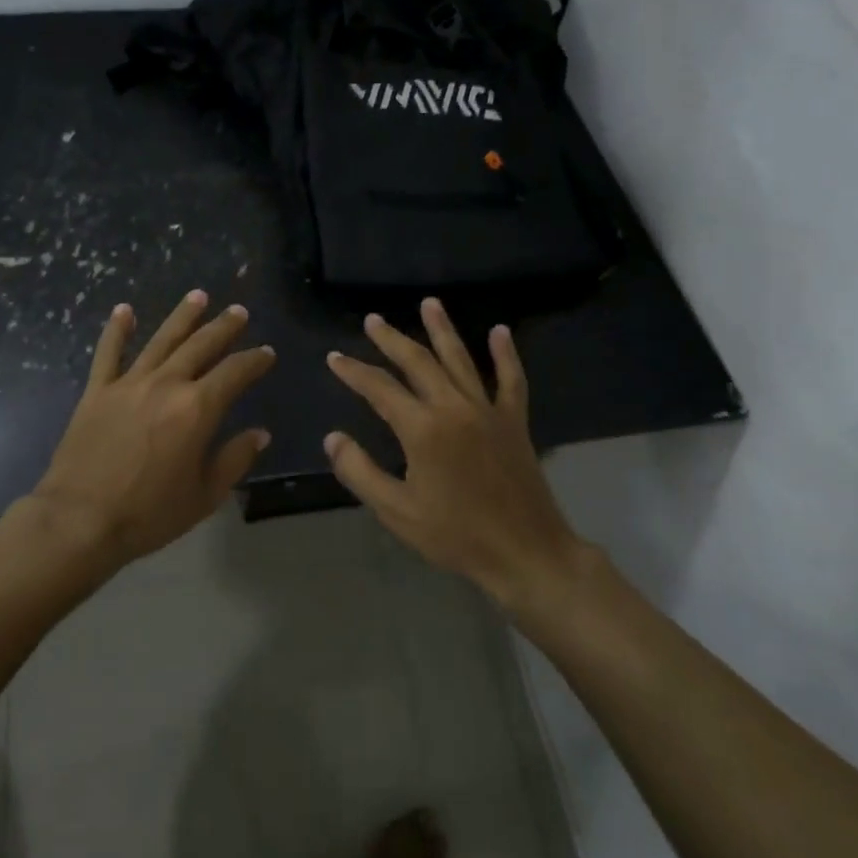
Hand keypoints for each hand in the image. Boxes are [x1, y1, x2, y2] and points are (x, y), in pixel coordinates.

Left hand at [33, 290, 275, 567]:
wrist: (81, 519)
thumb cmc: (149, 513)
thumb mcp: (205, 495)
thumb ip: (234, 459)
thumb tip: (259, 433)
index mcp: (197, 409)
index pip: (235, 373)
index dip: (254, 361)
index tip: (266, 353)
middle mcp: (166, 385)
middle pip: (200, 346)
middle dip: (223, 327)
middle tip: (239, 312)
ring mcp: (128, 384)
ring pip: (161, 340)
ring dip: (181, 316)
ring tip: (198, 296)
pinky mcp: (97, 391)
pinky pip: (108, 353)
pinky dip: (116, 330)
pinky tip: (124, 310)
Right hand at [324, 299, 587, 609]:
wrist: (525, 553)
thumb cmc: (455, 535)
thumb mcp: (396, 510)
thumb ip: (359, 471)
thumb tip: (333, 438)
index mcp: (422, 428)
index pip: (379, 388)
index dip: (354, 371)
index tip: (334, 358)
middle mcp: (454, 407)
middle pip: (418, 362)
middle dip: (392, 339)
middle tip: (374, 320)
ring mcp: (488, 410)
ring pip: (460, 359)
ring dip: (442, 330)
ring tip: (429, 303)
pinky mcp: (514, 421)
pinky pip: (510, 379)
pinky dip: (506, 354)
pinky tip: (500, 331)